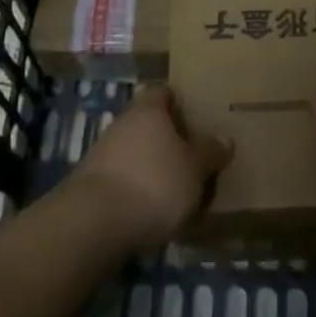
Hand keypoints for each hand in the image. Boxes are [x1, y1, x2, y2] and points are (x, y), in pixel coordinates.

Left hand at [72, 88, 232, 247]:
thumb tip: (225, 138)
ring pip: (135, 153)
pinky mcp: (91, 186)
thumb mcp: (195, 168)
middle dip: (168, 139)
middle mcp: (122, 124)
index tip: (197, 116)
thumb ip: (209, 152)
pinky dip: (137, 190)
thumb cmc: (154, 182)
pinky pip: (123, 180)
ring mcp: (102, 154)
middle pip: (148, 124)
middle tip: (194, 156)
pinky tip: (152, 210)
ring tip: (177, 189)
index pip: (164, 93)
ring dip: (152, 167)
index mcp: (148, 110)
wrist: (94, 223)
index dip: (180, 102)